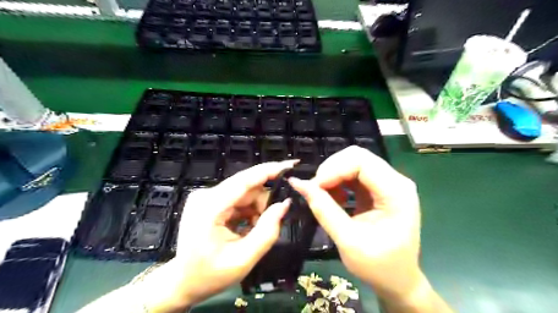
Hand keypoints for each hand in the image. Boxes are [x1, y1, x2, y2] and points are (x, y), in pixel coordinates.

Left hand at [139, 160, 295, 311]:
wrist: (182, 282)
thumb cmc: (210, 275)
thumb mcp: (243, 259)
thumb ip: (267, 231)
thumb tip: (285, 204)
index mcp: (210, 207)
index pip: (245, 180)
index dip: (270, 170)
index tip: (291, 165)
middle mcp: (207, 195)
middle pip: (247, 187)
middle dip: (265, 202)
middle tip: (273, 221)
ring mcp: (207, 197)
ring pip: (245, 193)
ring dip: (257, 209)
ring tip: (254, 231)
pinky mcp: (210, 201)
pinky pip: (238, 199)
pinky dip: (248, 211)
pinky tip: (247, 228)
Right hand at [287, 147, 427, 304]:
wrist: (398, 280)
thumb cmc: (378, 266)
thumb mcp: (348, 241)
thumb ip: (324, 210)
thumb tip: (298, 184)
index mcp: (396, 192)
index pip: (362, 161)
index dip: (334, 169)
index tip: (315, 187)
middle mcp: (395, 181)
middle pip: (357, 157)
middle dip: (331, 169)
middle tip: (315, 190)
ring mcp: (388, 183)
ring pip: (353, 162)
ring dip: (333, 175)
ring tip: (322, 195)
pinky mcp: (379, 188)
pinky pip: (354, 173)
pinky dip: (338, 181)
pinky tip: (334, 198)